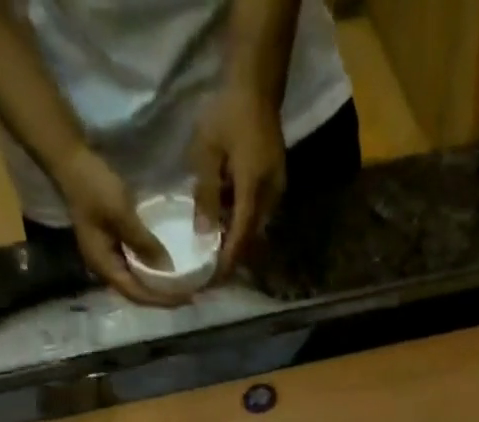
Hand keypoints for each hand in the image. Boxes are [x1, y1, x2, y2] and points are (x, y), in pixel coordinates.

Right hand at [55, 145, 178, 305]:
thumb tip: (168, 270)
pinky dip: (151, 269)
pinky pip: (134, 265)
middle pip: (137, 292)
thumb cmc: (94, 186)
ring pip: (136, 280)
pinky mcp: (110, 243)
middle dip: (162, 296)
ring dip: (157, 284)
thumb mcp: (122, 215)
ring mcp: (106, 256)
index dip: (162, 299)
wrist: (70, 158)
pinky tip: (165, 266)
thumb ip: (144, 244)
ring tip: (180, 285)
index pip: (137, 294)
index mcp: (104, 266)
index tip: (186, 298)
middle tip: (188, 295)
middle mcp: (104, 267)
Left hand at [190, 80, 285, 279]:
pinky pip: (258, 215)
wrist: (257, 84)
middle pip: (251, 240)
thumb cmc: (227, 113)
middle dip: (232, 258)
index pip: (240, 239)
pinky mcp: (275, 184)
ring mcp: (276, 192)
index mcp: (253, 192)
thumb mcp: (207, 152)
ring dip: (237, 241)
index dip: (228, 262)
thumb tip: (203, 235)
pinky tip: (226, 224)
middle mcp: (270, 198)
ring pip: (255, 229)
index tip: (214, 280)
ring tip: (216, 251)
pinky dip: (242, 225)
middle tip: (212, 272)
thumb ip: (206, 196)